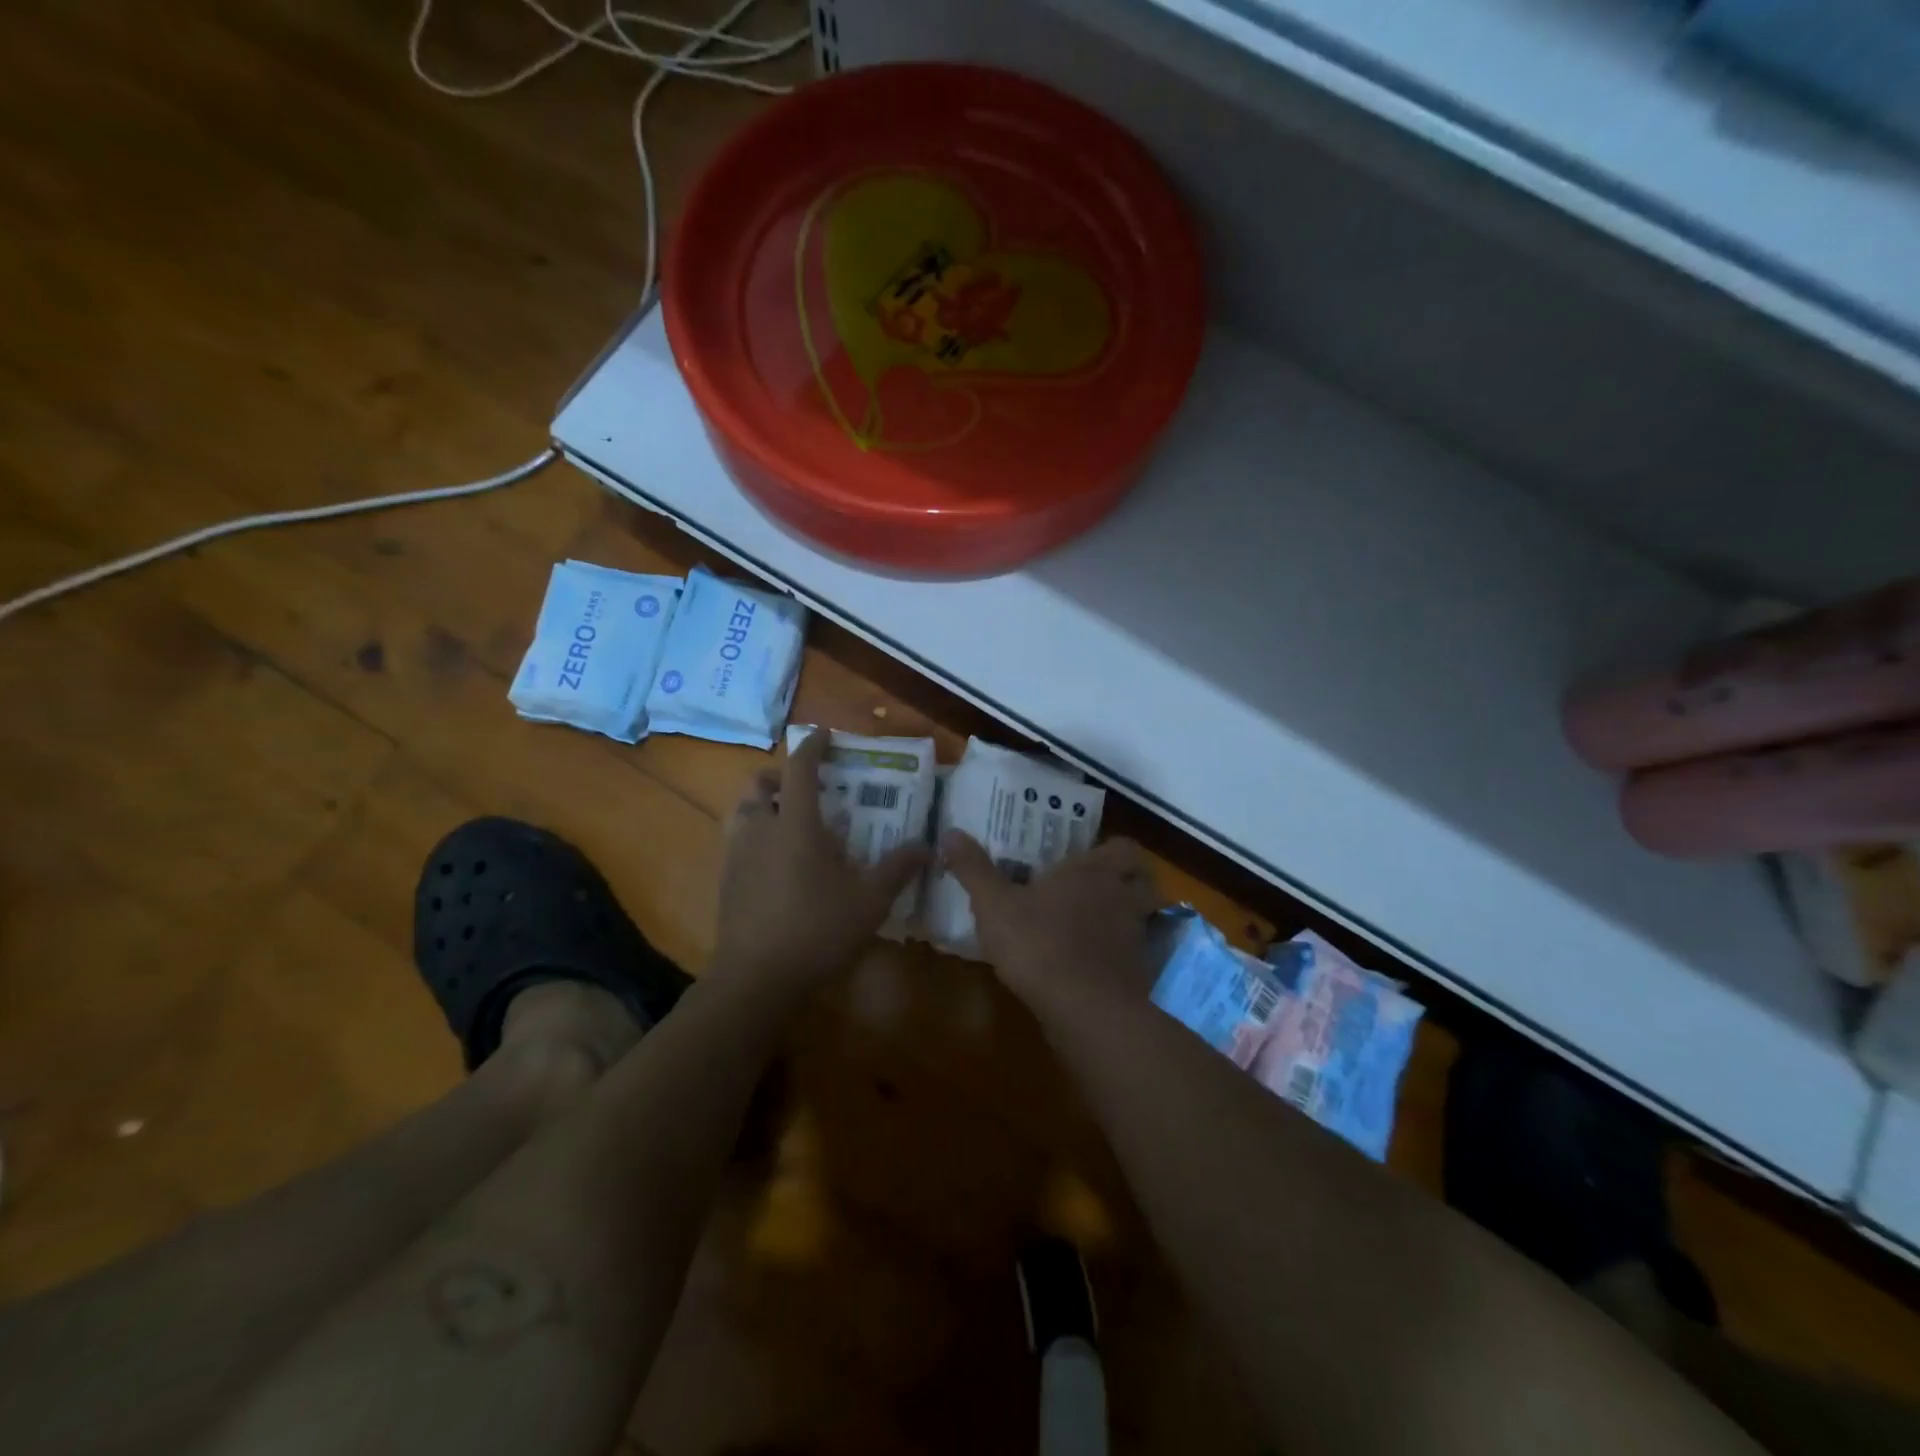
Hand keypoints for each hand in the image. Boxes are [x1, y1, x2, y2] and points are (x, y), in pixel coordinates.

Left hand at [712, 730, 929, 988]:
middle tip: (804, 787)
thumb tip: (926, 846)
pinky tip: (775, 862)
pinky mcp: (726, 881)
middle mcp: (761, 829)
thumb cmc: (817, 929)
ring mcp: (737, 855)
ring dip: (762, 804)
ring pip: (742, 811)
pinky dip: (754, 834)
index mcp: (796, 824)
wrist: (756, 978)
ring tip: (788, 821)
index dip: (812, 747)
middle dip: (779, 776)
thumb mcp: (870, 901)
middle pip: (759, 784)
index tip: (825, 735)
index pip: (799, 769)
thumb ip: (897, 869)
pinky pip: (737, 841)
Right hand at [940, 832, 1160, 1007]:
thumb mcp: (994, 905)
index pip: (1124, 847)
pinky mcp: (1139, 973)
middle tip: (1100, 888)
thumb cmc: (1038, 943)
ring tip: (1096, 926)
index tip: (1093, 855)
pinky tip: (1095, 965)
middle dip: (1128, 882)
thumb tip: (950, 832)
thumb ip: (974, 869)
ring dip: (1125, 918)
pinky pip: (1135, 955)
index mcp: (1093, 871)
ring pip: (1141, 917)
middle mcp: (1122, 897)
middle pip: (1143, 881)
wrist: (1085, 1010)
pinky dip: (1121, 956)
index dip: (1114, 849)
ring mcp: (1136, 936)